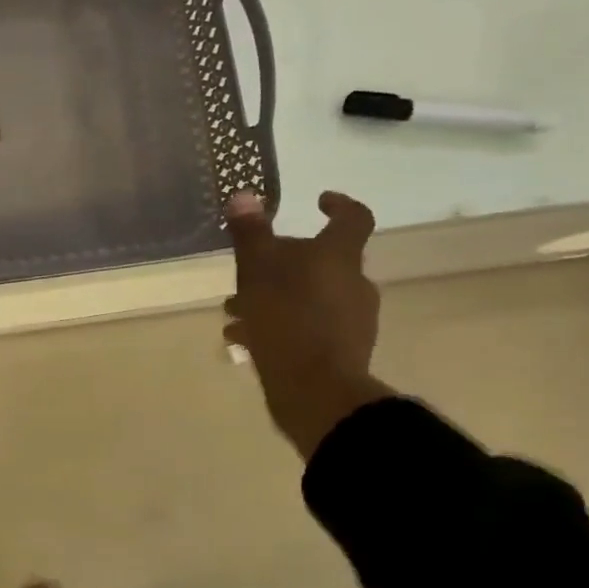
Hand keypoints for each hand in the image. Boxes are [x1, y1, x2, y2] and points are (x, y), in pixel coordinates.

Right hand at [224, 190, 394, 460]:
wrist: (316, 392)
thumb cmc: (286, 320)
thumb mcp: (258, 271)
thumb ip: (251, 234)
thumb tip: (244, 195)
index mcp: (339, 259)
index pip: (353, 219)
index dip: (338, 205)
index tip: (319, 201)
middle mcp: (353, 285)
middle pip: (323, 261)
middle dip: (283, 262)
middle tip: (250, 269)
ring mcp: (351, 320)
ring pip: (310, 295)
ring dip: (275, 297)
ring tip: (236, 312)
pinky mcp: (340, 351)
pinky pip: (307, 326)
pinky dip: (280, 325)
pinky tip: (245, 339)